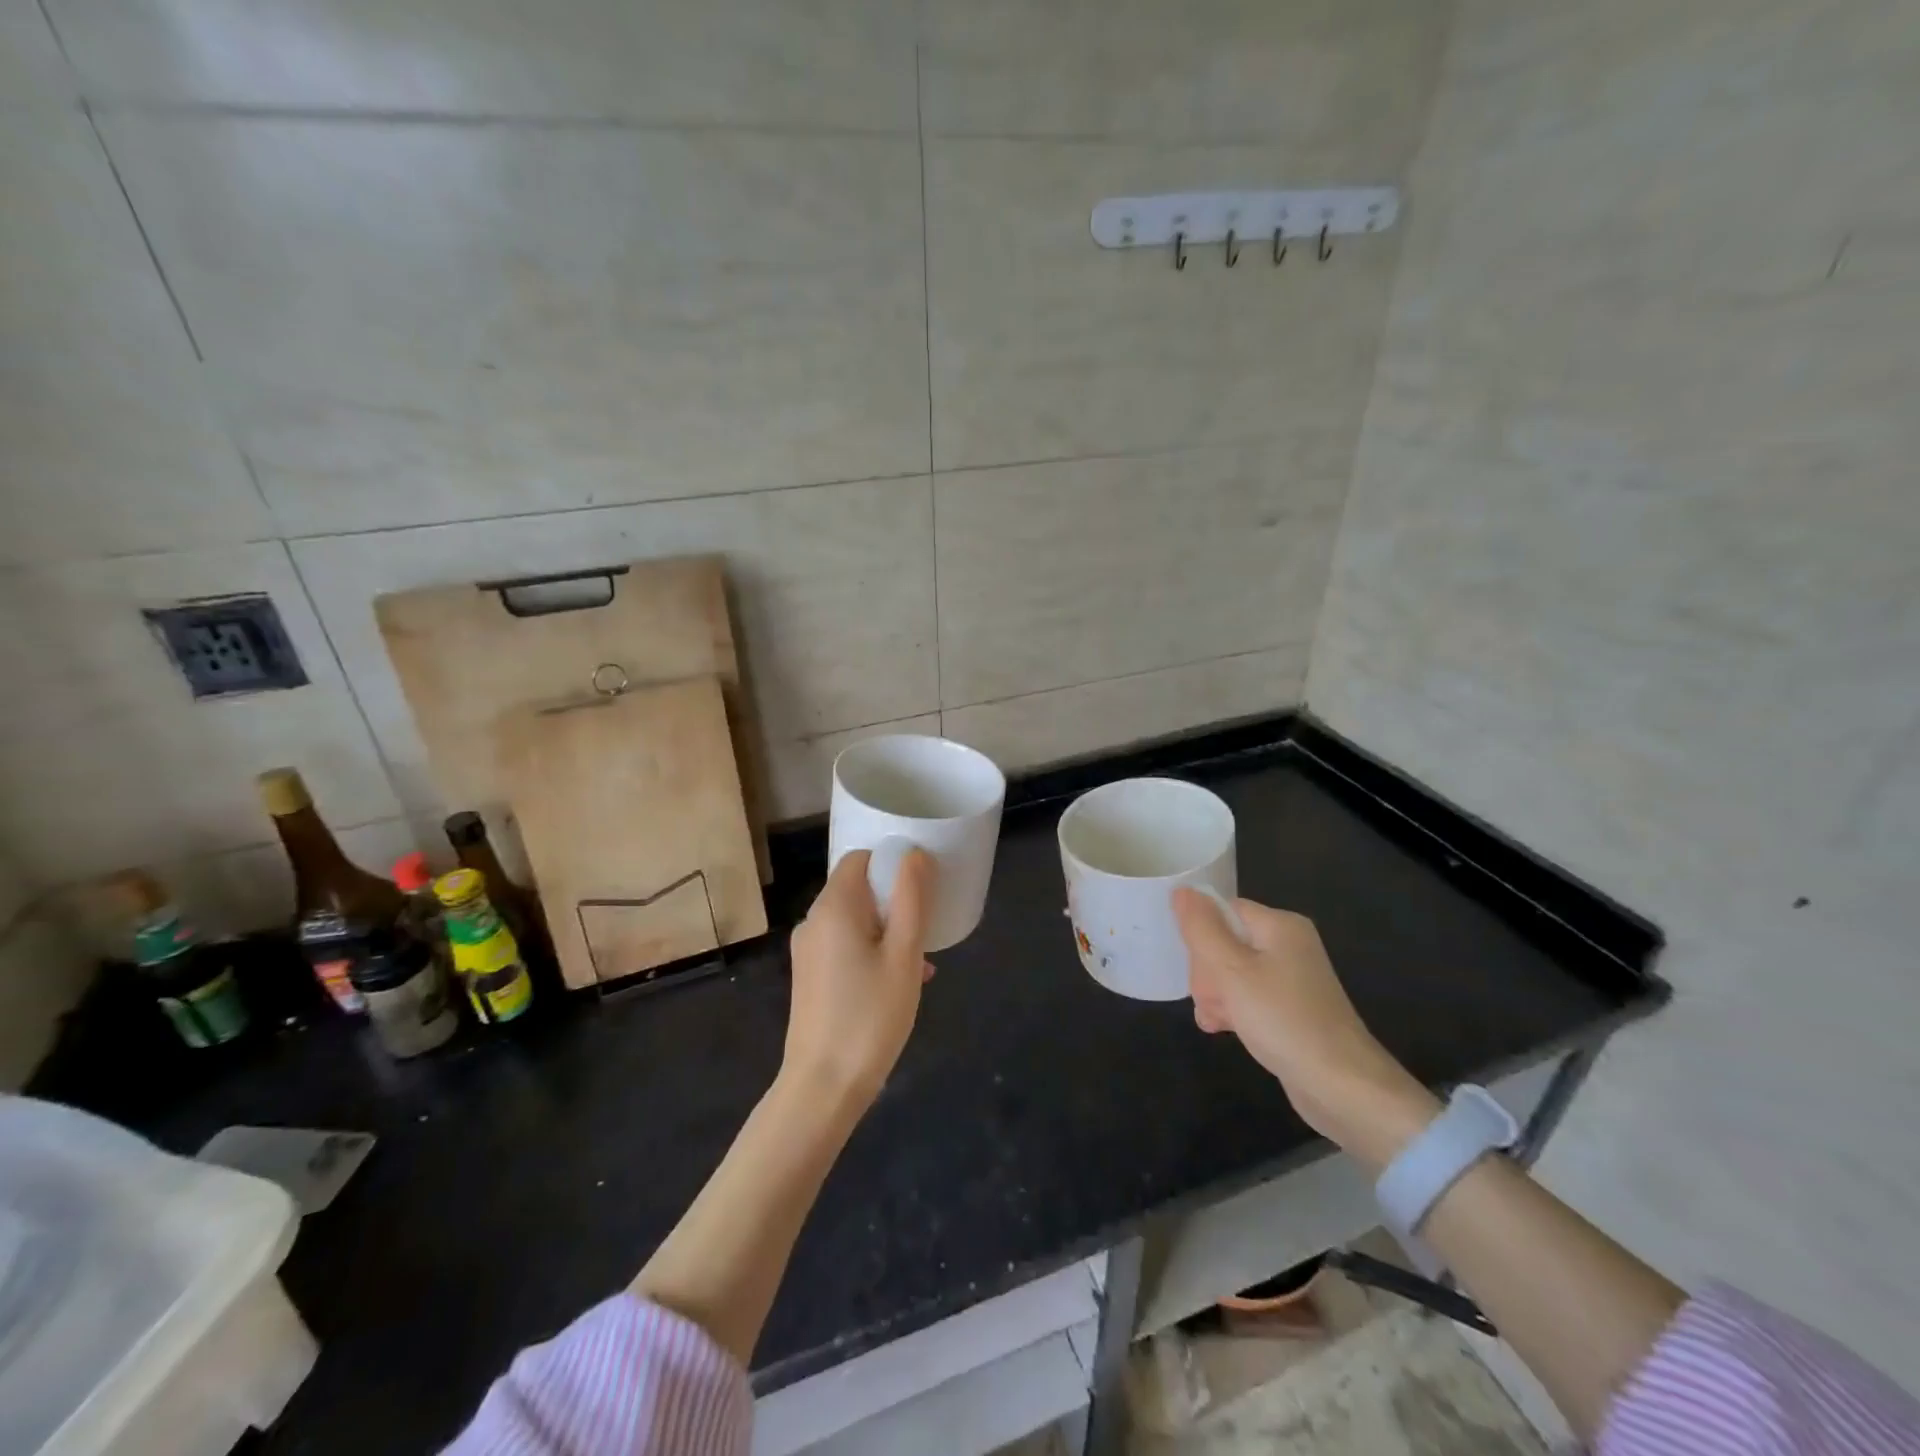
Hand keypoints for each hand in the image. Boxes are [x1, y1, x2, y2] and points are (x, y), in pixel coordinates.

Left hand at [783, 848, 937, 1108]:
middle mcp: (814, 921)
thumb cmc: (870, 1016)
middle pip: (858, 889)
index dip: (892, 863)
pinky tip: (899, 983)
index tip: (921, 886)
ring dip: (888, 931)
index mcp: (834, 907)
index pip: (860, 858)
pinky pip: (845, 946)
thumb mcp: (904, 954)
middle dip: (895, 901)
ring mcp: (808, 951)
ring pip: (855, 921)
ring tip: (919, 963)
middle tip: (925, 930)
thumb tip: (915, 854)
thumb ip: (911, 899)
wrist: (824, 1086)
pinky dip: (872, 951)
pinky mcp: (810, 976)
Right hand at [1173, 890, 1437, 1168]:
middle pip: (1226, 941)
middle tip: (1212, 999)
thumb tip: (1181, 890)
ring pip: (1232, 972)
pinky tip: (1223, 1029)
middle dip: (1208, 972)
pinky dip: (1234, 1009)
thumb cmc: (1283, 1019)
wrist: (1342, 1087)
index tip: (1196, 967)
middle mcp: (1288, 945)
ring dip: (1216, 995)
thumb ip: (1202, 929)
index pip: (1223, 911)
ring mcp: (1292, 979)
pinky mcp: (1291, 1009)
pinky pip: (1249, 997)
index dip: (1202, 935)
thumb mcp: (1232, 970)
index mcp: (1280, 925)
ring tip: (1216, 1020)